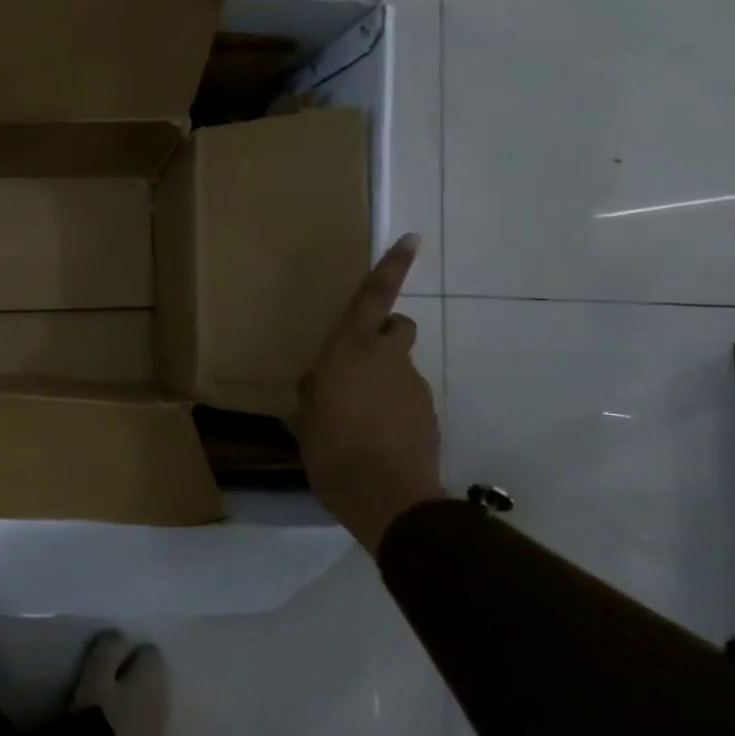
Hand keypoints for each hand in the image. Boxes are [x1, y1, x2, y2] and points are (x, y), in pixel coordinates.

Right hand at [295, 234, 443, 556]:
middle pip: (396, 326)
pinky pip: (407, 397)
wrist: (386, 496)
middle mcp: (386, 358)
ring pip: (400, 366)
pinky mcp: (429, 414)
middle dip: (383, 333)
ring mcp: (413, 386)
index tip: (412, 239)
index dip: (392, 266)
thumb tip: (319, 383)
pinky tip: (375, 436)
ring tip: (358, 416)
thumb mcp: (306, 418)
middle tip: (357, 361)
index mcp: (350, 350)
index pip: (374, 297)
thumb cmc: (331, 448)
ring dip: (383, 378)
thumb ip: (315, 392)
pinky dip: (394, 407)